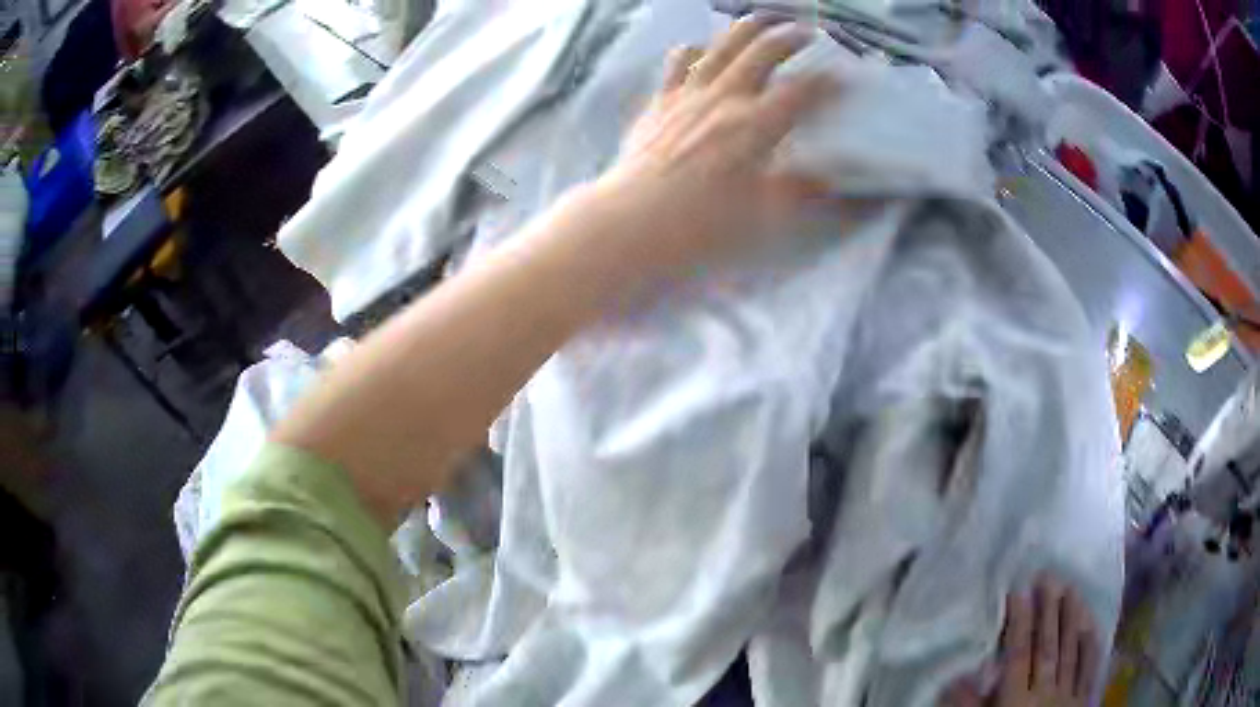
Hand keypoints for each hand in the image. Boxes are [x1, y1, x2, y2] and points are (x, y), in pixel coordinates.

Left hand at [587, 18, 833, 275]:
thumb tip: (833, 181)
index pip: (803, 91)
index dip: (828, 82)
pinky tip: (699, 48)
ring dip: (745, 30)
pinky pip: (678, 64)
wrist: (632, 221)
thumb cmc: (702, 224)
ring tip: (762, 21)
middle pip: (763, 52)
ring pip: (721, 46)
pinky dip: (693, 51)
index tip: (845, 78)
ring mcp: (688, 94)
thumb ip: (802, 191)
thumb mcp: (764, 215)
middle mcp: (725, 98)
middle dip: (790, 37)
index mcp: (756, 124)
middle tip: (807, 31)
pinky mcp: (660, 102)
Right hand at [941, 578, 1100, 706]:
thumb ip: (967, 706)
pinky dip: (1091, 647)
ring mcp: (1067, 695)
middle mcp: (1043, 691)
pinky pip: (1088, 670)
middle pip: (1047, 646)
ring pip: (1071, 652)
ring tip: (1073, 589)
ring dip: (1072, 620)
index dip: (1019, 621)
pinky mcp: (1081, 702)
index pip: (1018, 654)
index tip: (1019, 590)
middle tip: (1050, 576)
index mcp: (1014, 700)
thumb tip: (956, 675)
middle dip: (1048, 611)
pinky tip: (1092, 626)